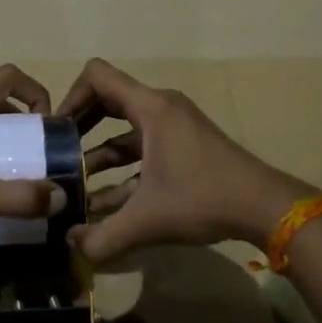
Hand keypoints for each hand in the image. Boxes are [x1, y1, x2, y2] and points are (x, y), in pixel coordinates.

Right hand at [57, 58, 321, 263]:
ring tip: (77, 188)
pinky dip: (124, 170)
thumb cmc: (202, 198)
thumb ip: (102, 237)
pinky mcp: (185, 146)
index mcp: (149, 107)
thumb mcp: (147, 220)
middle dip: (81, 127)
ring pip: (126, 130)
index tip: (57, 131)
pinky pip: (144, 148)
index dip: (70, 96)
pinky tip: (107, 206)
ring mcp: (175, 126)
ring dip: (101, 156)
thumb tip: (69, 247)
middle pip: (108, 100)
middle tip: (60, 154)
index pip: (97, 75)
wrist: (264, 207)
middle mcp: (160, 108)